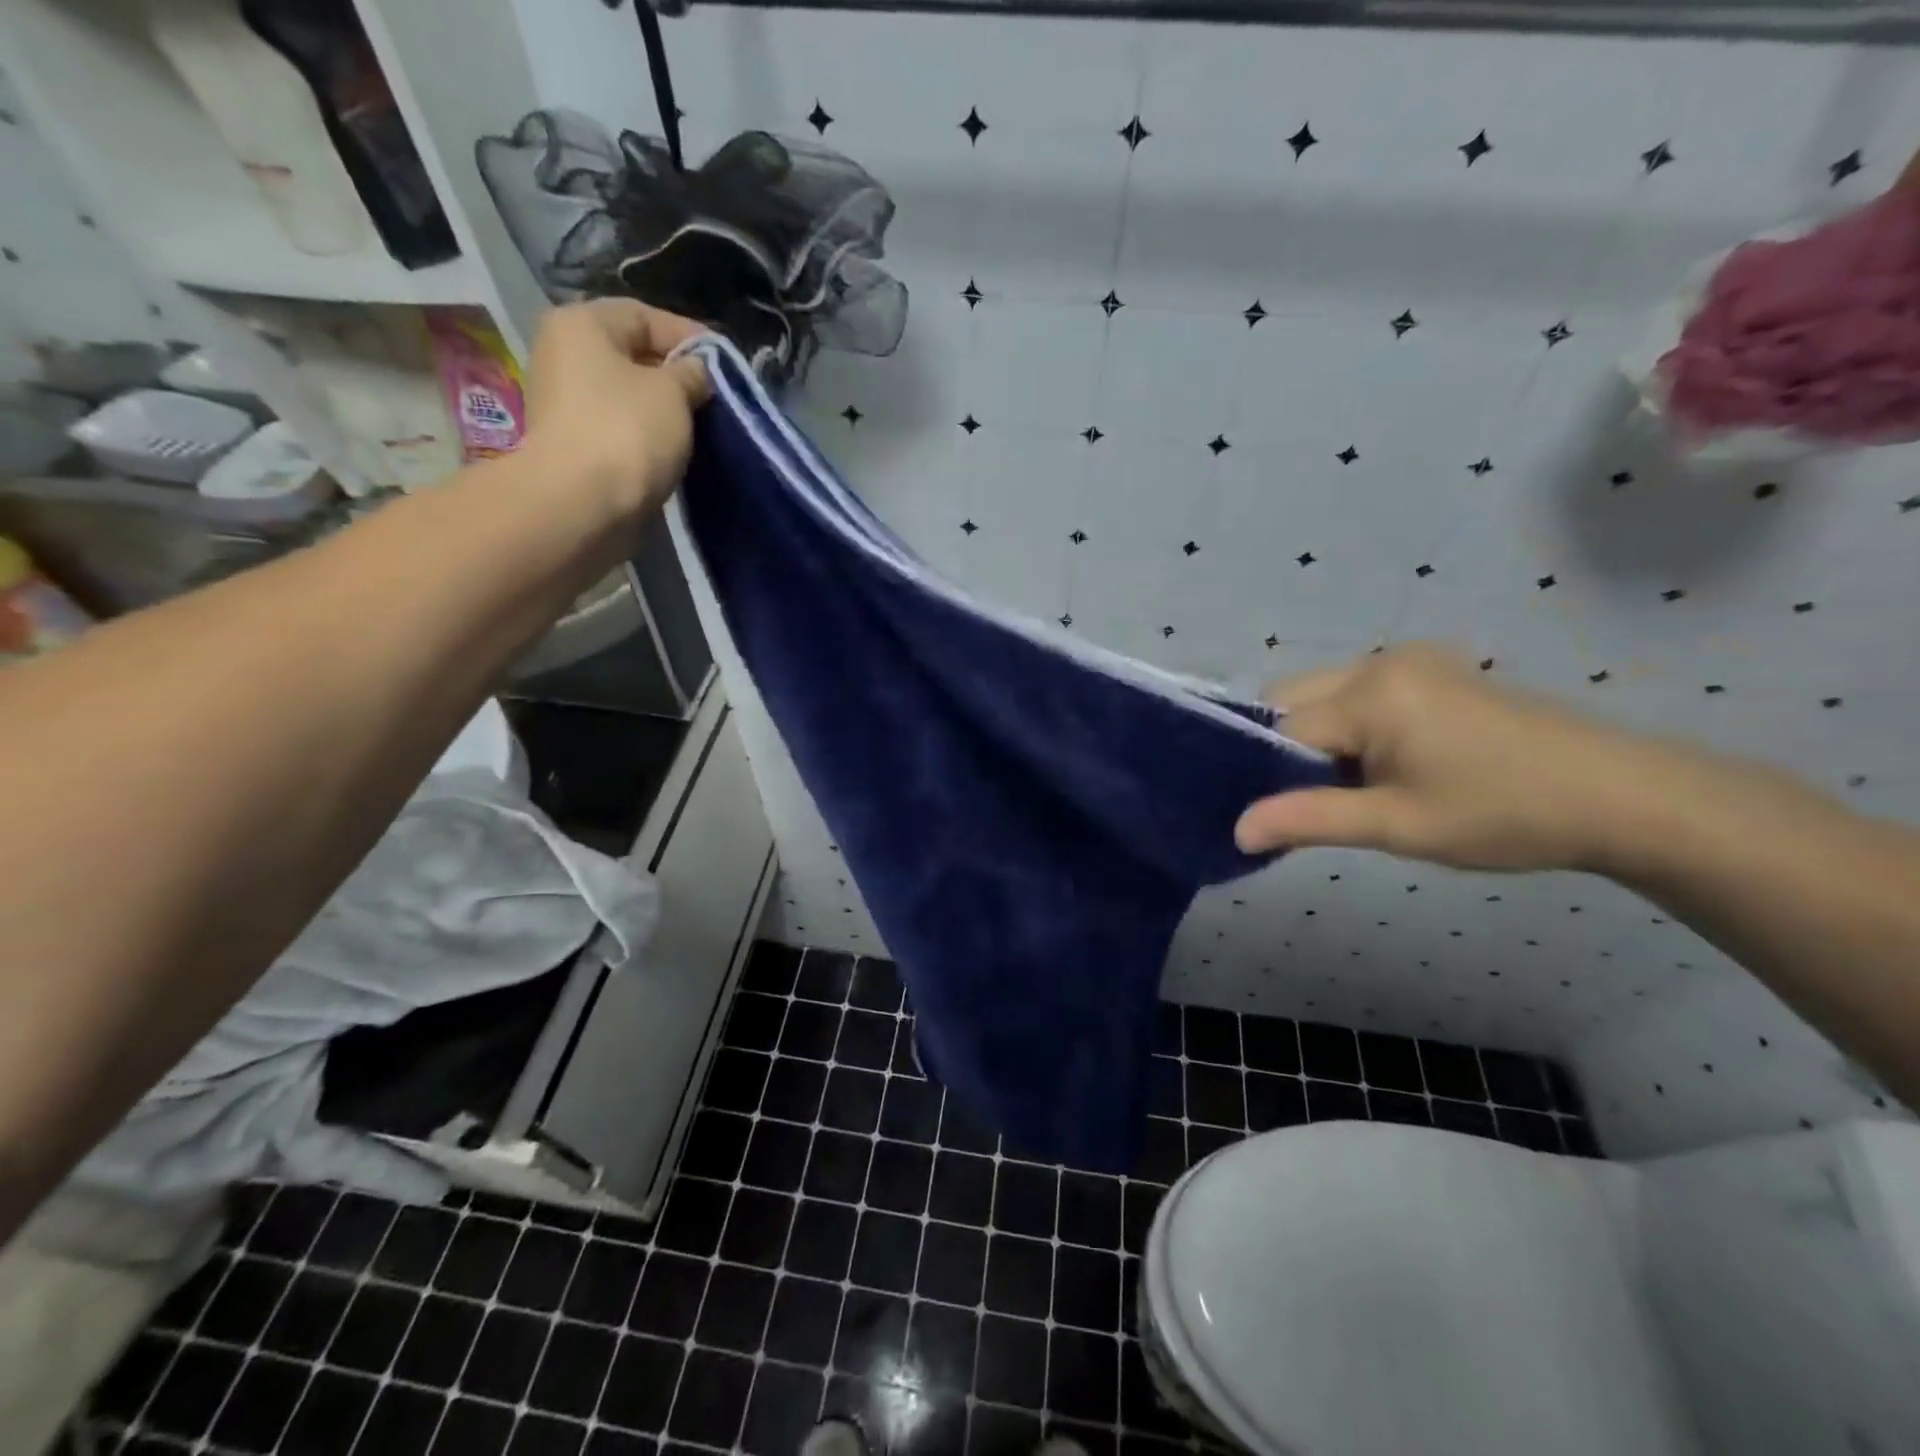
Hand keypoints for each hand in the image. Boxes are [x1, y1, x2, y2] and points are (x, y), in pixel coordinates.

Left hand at [521, 299, 711, 517]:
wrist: (582, 504)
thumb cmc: (627, 432)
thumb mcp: (674, 392)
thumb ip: (691, 374)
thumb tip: (696, 373)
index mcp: (582, 325)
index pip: (644, 316)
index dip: (689, 337)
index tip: (724, 365)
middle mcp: (565, 355)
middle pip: (633, 355)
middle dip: (677, 375)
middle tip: (715, 398)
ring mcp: (566, 403)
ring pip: (628, 395)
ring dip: (665, 410)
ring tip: (701, 427)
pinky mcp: (575, 444)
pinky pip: (621, 428)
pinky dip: (648, 435)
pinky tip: (674, 450)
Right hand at [1236, 644, 1670, 873]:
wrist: (1623, 797)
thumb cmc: (1502, 814)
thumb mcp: (1396, 825)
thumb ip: (1307, 820)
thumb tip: (1236, 831)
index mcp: (1369, 692)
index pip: (1280, 728)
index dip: (1267, 773)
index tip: (1273, 815)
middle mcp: (1380, 661)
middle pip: (1293, 699)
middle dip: (1287, 749)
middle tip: (1313, 800)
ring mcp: (1411, 661)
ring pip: (1324, 695)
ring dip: (1319, 739)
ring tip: (1354, 788)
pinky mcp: (1435, 671)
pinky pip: (1360, 693)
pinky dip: (1351, 727)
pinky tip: (1383, 765)